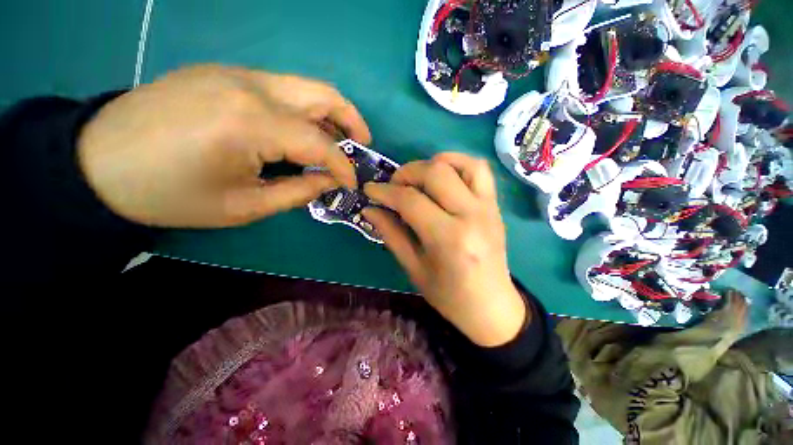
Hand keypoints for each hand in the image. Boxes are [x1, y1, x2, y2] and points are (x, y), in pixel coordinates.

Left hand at [78, 65, 369, 227]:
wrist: (97, 163)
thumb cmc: (170, 194)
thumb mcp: (244, 206)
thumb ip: (298, 191)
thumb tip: (329, 181)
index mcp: (249, 122)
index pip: (319, 142)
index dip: (343, 166)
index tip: (352, 184)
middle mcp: (248, 86)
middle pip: (321, 92)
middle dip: (352, 119)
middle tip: (363, 144)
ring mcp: (234, 73)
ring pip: (303, 87)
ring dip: (329, 114)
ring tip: (338, 139)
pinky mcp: (223, 73)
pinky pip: (280, 89)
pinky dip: (302, 110)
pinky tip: (299, 131)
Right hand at [363, 153, 526, 346]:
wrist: (491, 307)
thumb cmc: (449, 295)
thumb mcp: (414, 268)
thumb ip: (391, 234)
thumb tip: (370, 209)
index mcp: (448, 238)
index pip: (410, 200)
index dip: (384, 192)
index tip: (369, 190)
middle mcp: (471, 215)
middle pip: (435, 173)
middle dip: (406, 173)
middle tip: (392, 186)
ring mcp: (488, 207)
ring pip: (460, 163)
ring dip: (432, 164)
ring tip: (418, 179)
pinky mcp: (495, 205)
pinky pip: (479, 170)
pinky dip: (457, 163)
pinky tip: (443, 176)